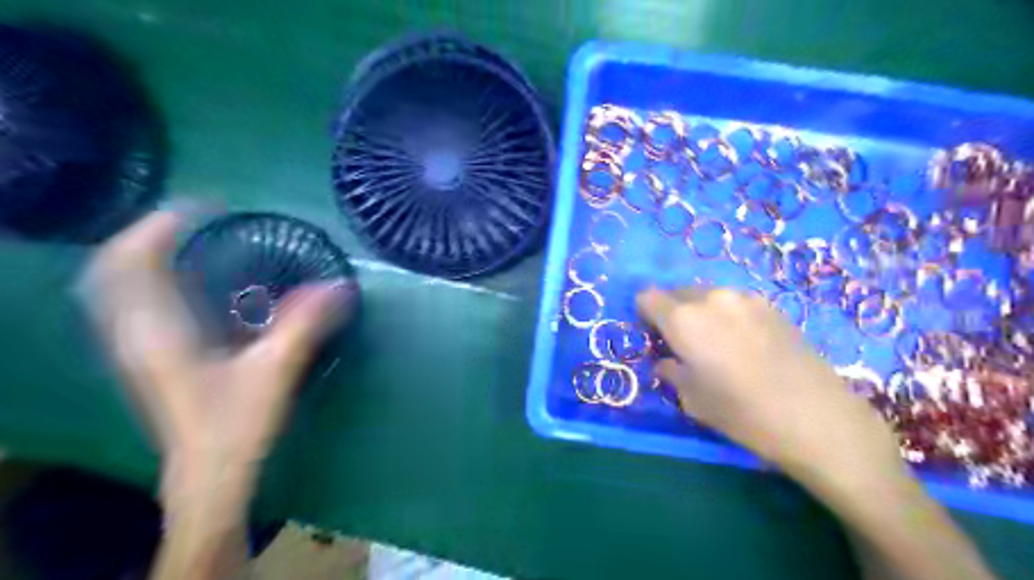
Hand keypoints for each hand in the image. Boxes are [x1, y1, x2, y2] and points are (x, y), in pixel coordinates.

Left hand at [78, 209, 358, 497]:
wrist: (210, 474)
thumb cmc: (236, 424)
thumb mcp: (276, 370)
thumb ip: (306, 324)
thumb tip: (341, 285)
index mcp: (158, 332)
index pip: (135, 261)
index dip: (163, 224)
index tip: (207, 206)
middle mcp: (136, 334)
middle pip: (115, 268)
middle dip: (149, 234)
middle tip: (196, 219)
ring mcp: (138, 348)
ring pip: (122, 287)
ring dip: (149, 255)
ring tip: (191, 240)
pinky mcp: (152, 359)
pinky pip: (139, 304)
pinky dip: (157, 281)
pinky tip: (191, 283)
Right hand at [639, 289, 907, 487]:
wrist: (819, 418)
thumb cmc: (743, 414)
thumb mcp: (692, 400)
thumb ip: (671, 372)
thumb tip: (666, 362)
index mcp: (683, 319)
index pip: (647, 297)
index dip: (645, 316)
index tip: (656, 339)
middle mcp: (711, 298)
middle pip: (677, 293)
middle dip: (672, 313)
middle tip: (684, 345)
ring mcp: (745, 298)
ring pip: (706, 296)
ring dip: (701, 313)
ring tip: (718, 345)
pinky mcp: (771, 305)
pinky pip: (733, 303)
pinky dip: (727, 316)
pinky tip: (745, 345)